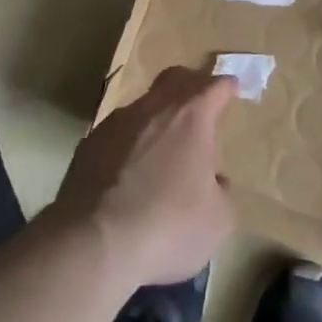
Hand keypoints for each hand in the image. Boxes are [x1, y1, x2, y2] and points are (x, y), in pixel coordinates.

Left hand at [50, 66, 236, 287]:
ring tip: (161, 147)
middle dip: (190, 84)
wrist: (94, 244)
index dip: (226, 86)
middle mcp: (154, 108)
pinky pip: (117, 133)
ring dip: (156, 118)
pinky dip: (129, 143)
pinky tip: (128, 172)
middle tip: (199, 101)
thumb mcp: (217, 221)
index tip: (232, 88)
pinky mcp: (89, 144)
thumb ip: (221, 193)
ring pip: (143, 105)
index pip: (215, 86)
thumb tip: (215, 182)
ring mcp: (117, 122)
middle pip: (175, 78)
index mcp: (191, 117)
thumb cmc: (168, 226)